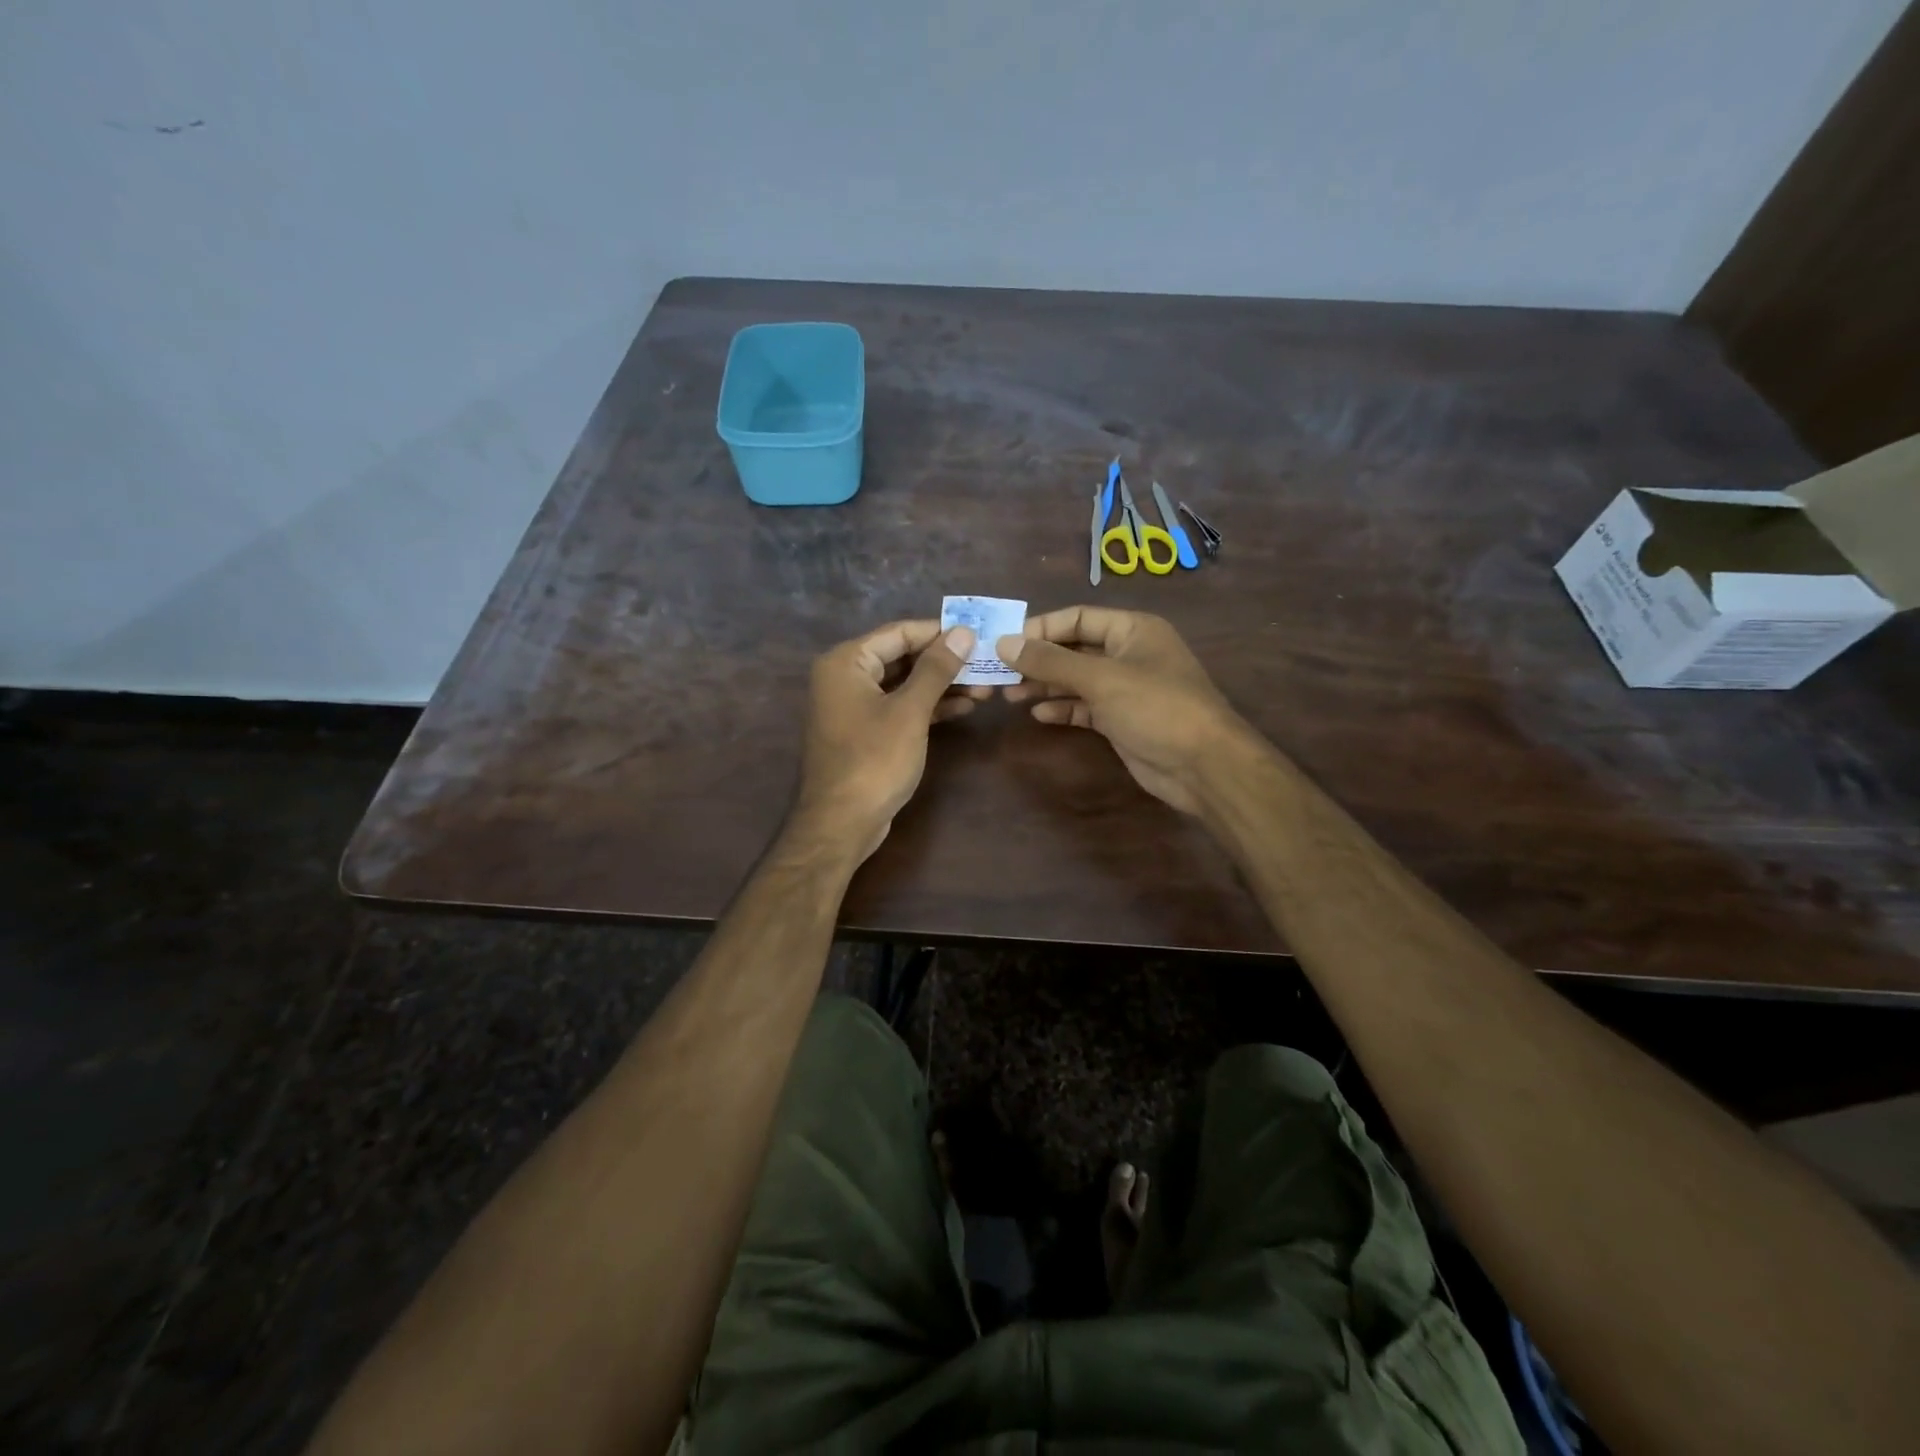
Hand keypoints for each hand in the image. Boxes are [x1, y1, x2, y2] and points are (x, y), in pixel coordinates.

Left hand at [793, 620, 982, 860]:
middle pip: (902, 657)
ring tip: (987, 687)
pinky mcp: (865, 731)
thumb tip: (964, 632)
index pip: (899, 632)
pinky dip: (929, 706)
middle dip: (946, 661)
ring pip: (904, 683)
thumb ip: (937, 669)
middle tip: (988, 662)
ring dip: (943, 685)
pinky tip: (964, 707)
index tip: (980, 633)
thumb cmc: (874, 760)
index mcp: (846, 662)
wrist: (842, 823)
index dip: (940, 632)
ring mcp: (854, 706)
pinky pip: (900, 706)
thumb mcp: (910, 711)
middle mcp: (845, 677)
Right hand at [1000, 606, 1246, 814]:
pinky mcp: (1122, 719)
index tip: (1004, 643)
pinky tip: (1039, 714)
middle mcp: (1128, 653)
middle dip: (1038, 660)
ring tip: (1009, 696)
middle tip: (1000, 673)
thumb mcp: (1101, 678)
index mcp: (1132, 629)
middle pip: (1074, 649)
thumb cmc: (1155, 707)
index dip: (1040, 628)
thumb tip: (1004, 643)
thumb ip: (1051, 660)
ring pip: (1076, 680)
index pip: (1077, 618)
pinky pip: (1085, 707)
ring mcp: (1126, 688)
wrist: (1202, 766)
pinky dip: (1063, 708)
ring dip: (1045, 686)